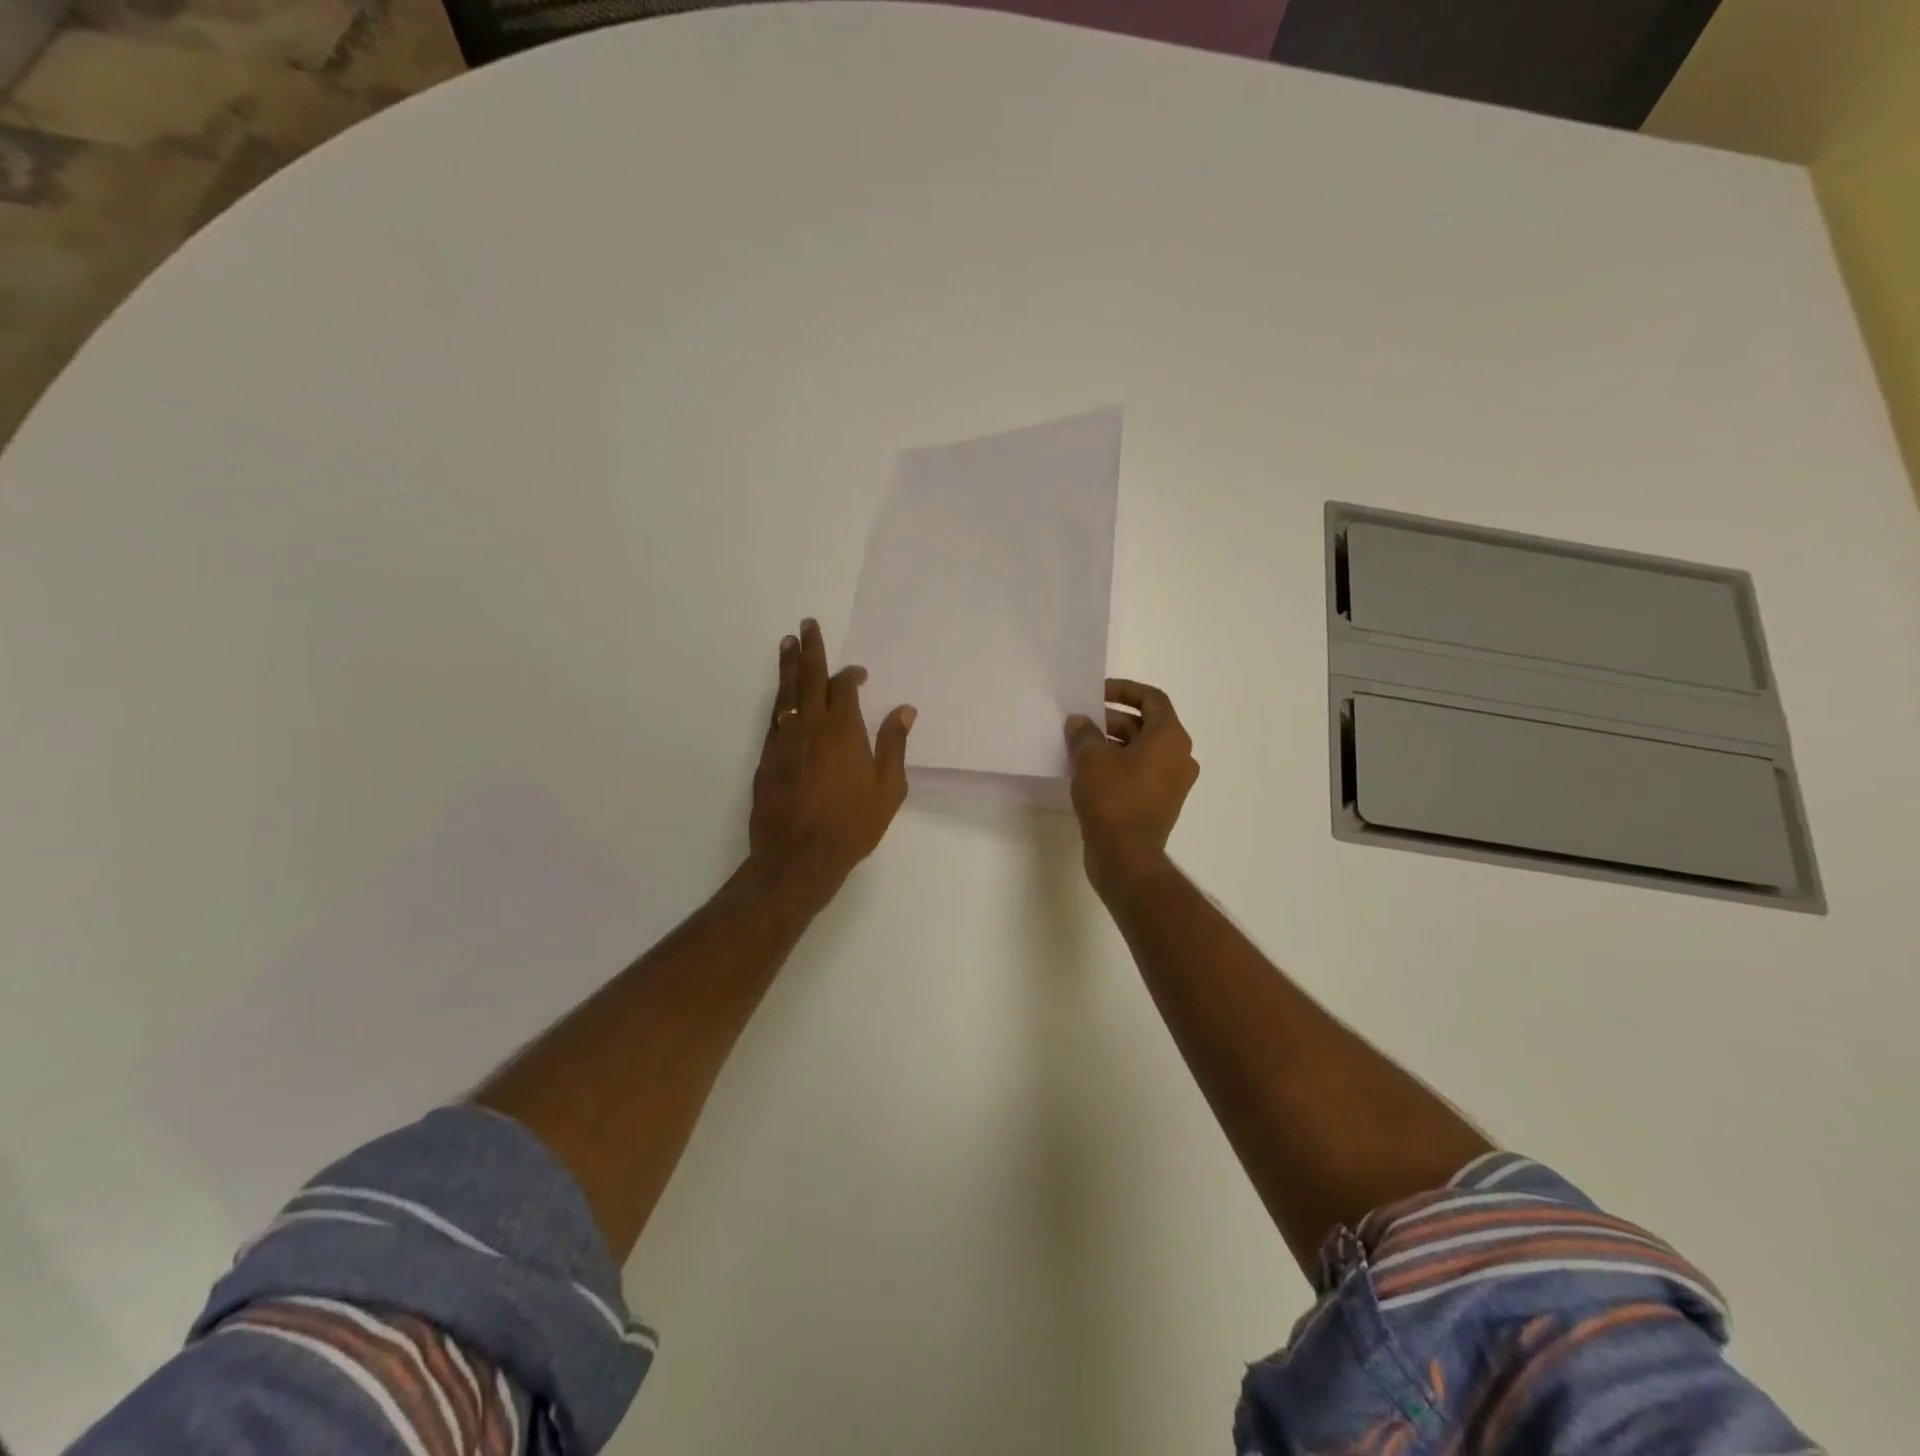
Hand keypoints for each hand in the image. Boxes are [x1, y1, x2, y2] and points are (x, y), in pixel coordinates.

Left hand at [750, 619, 915, 901]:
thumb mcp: (888, 789)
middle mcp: (809, 726)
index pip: (843, 686)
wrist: (798, 856)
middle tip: (806, 625)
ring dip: (787, 666)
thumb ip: (894, 745)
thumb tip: (904, 710)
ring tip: (787, 644)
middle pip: (807, 677)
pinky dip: (779, 700)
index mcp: (842, 729)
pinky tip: (781, 696)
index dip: (850, 674)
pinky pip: (774, 718)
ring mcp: (783, 740)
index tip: (858, 673)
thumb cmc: (851, 825)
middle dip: (808, 648)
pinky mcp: (766, 758)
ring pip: (785, 693)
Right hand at [1064, 679, 1198, 894]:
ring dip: (1114, 743)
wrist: (1126, 856)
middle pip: (1147, 725)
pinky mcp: (1162, 804)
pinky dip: (1120, 765)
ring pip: (1143, 751)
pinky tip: (1090, 772)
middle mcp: (1180, 756)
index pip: (1152, 699)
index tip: (1097, 693)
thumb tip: (1080, 722)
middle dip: (1113, 719)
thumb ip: (1084, 733)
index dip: (1125, 690)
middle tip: (1083, 722)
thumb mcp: (1090, 759)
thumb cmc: (1112, 798)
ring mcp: (1173, 783)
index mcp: (1170, 737)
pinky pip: (1142, 773)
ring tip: (1081, 746)